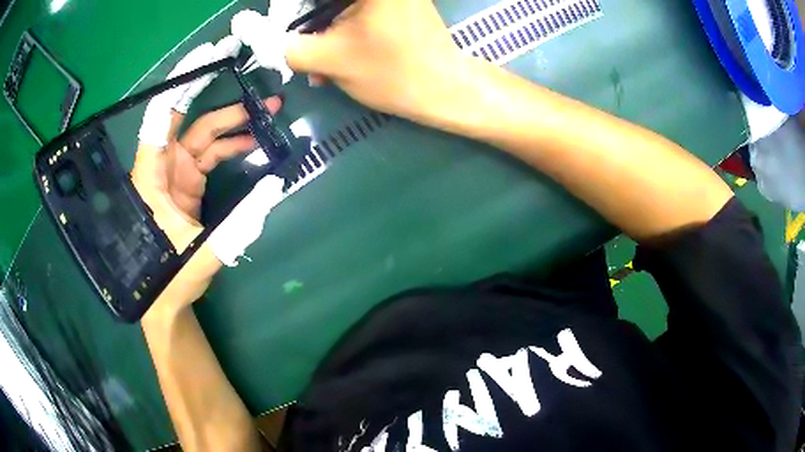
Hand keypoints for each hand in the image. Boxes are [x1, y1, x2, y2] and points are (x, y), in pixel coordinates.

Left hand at [133, 42, 285, 318]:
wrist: (165, 297)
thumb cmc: (170, 277)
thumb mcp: (204, 253)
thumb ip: (240, 223)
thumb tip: (274, 187)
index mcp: (153, 176)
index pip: (162, 117)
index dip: (182, 83)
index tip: (207, 56)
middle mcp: (161, 167)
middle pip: (187, 118)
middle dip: (216, 95)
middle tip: (247, 77)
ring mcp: (175, 174)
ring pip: (203, 134)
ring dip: (233, 122)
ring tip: (267, 112)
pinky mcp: (187, 184)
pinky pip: (210, 154)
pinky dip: (230, 146)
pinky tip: (253, 143)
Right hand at [283, 0, 467, 123]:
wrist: (446, 90)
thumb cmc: (391, 71)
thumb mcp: (329, 59)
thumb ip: (288, 48)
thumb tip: (269, 41)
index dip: (294, 10)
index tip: (290, 30)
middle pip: (327, 2)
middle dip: (310, 22)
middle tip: (303, 47)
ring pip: (343, 7)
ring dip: (326, 31)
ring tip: (322, 64)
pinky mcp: (400, 7)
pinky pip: (361, 12)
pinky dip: (346, 31)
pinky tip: (341, 56)